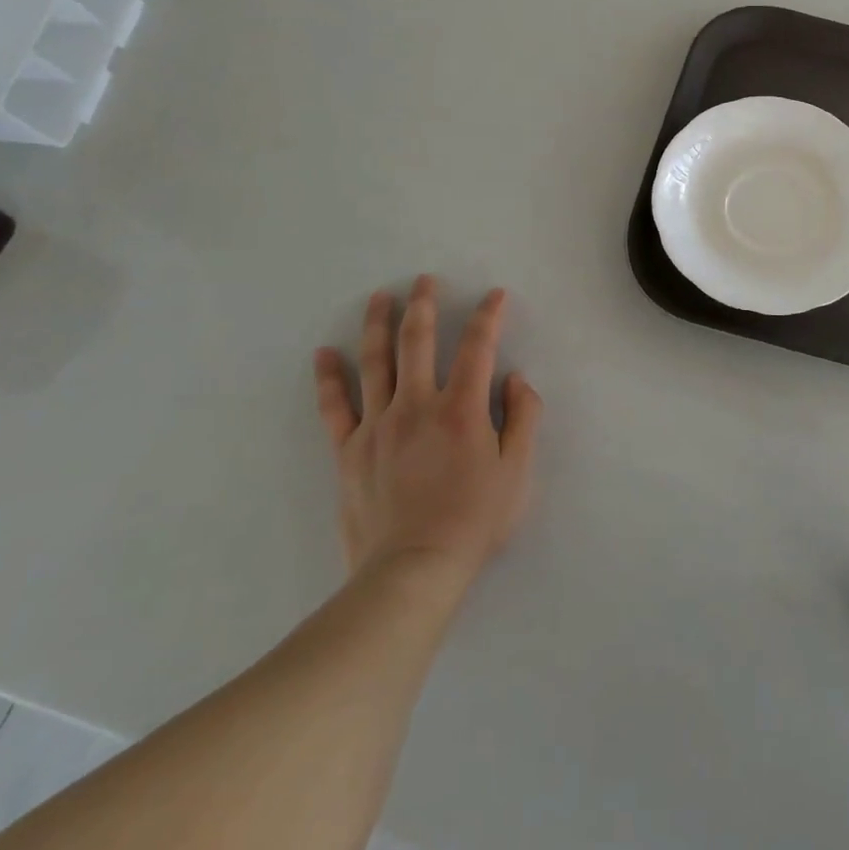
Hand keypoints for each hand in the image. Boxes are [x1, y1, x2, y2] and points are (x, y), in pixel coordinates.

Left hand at [314, 276, 540, 581]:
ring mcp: (377, 426)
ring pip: (376, 362)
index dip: (488, 316)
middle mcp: (417, 405)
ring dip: (379, 324)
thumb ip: (523, 419)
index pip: (478, 347)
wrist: (413, 570)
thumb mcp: (517, 472)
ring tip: (380, 297)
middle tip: (424, 280)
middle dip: (424, 304)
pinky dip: (329, 377)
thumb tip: (515, 379)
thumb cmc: (474, 520)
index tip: (494, 295)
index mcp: (462, 409)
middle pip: (418, 342)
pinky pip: (335, 406)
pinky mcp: (349, 450)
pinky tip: (325, 354)